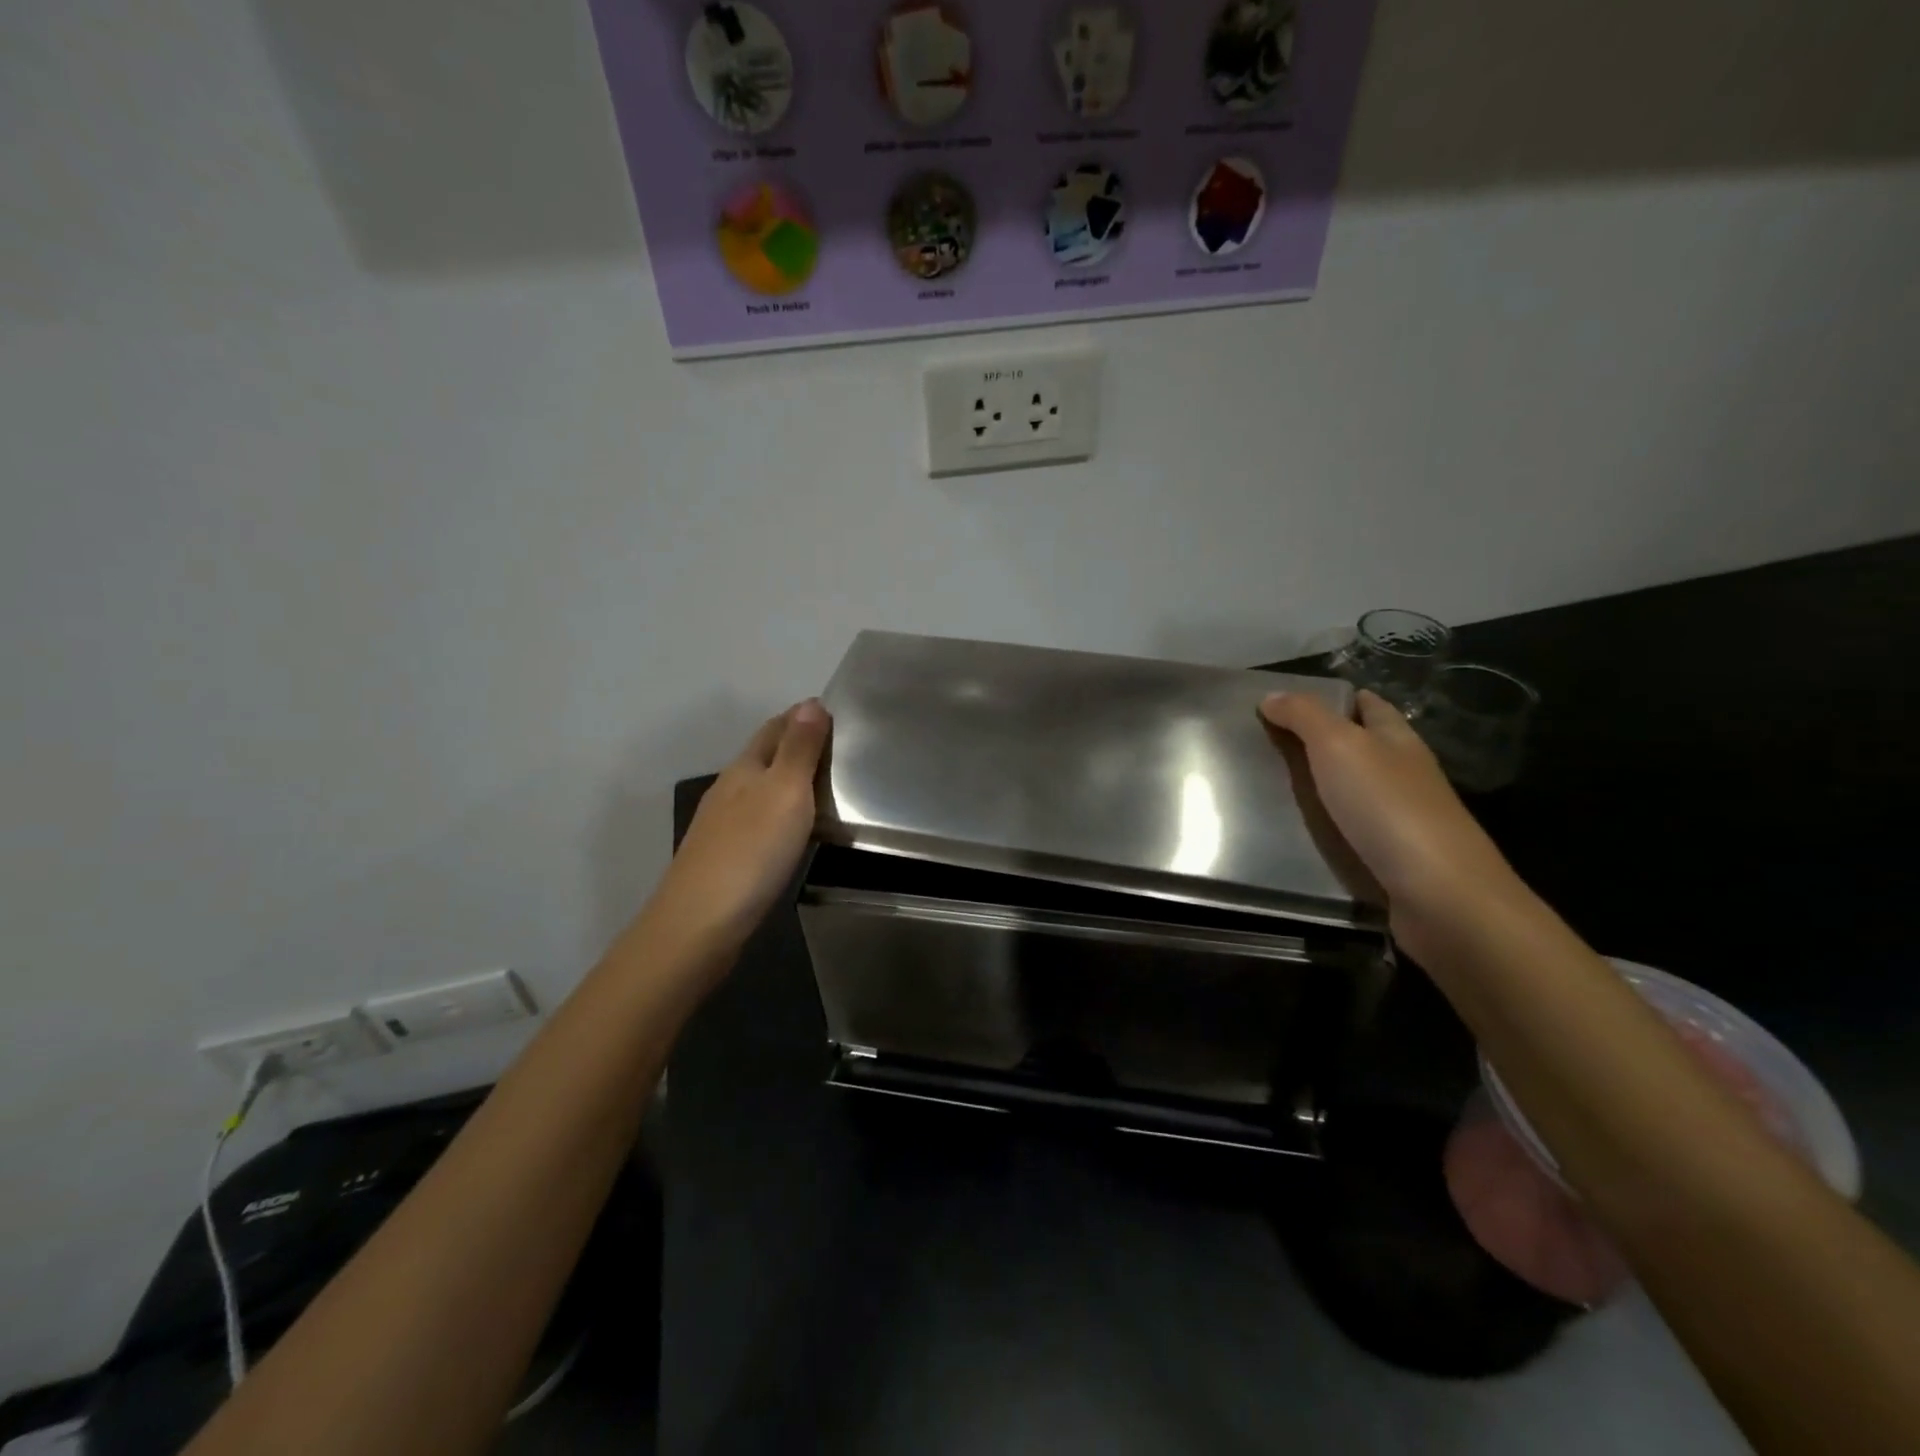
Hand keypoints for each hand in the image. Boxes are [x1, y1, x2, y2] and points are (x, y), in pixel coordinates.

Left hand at [646, 700, 830, 960]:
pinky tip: (793, 826)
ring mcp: (722, 823)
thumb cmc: (752, 850)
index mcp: (745, 767)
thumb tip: (809, 702)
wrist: (701, 922)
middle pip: (765, 755)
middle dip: (796, 744)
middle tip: (838, 748)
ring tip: (825, 785)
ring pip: (760, 787)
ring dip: (788, 779)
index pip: (776, 727)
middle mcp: (730, 788)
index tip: (835, 714)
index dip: (803, 716)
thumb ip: (798, 749)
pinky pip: (759, 818)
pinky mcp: (724, 855)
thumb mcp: (785, 791)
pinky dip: (780, 810)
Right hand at [1258, 689, 1520, 949]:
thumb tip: (1271, 696)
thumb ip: (1304, 717)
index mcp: (1397, 739)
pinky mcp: (1391, 859)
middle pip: (1358, 748)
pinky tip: (1294, 834)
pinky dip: (1323, 828)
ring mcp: (1401, 819)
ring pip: (1351, 792)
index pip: (1368, 704)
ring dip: (1317, 789)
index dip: (1333, 697)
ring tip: (1265, 789)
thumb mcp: (1339, 746)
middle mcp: (1403, 774)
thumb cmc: (1389, 808)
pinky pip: (1349, 832)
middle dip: (1316, 743)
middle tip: (1261, 745)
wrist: (1440, 895)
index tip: (1284, 702)